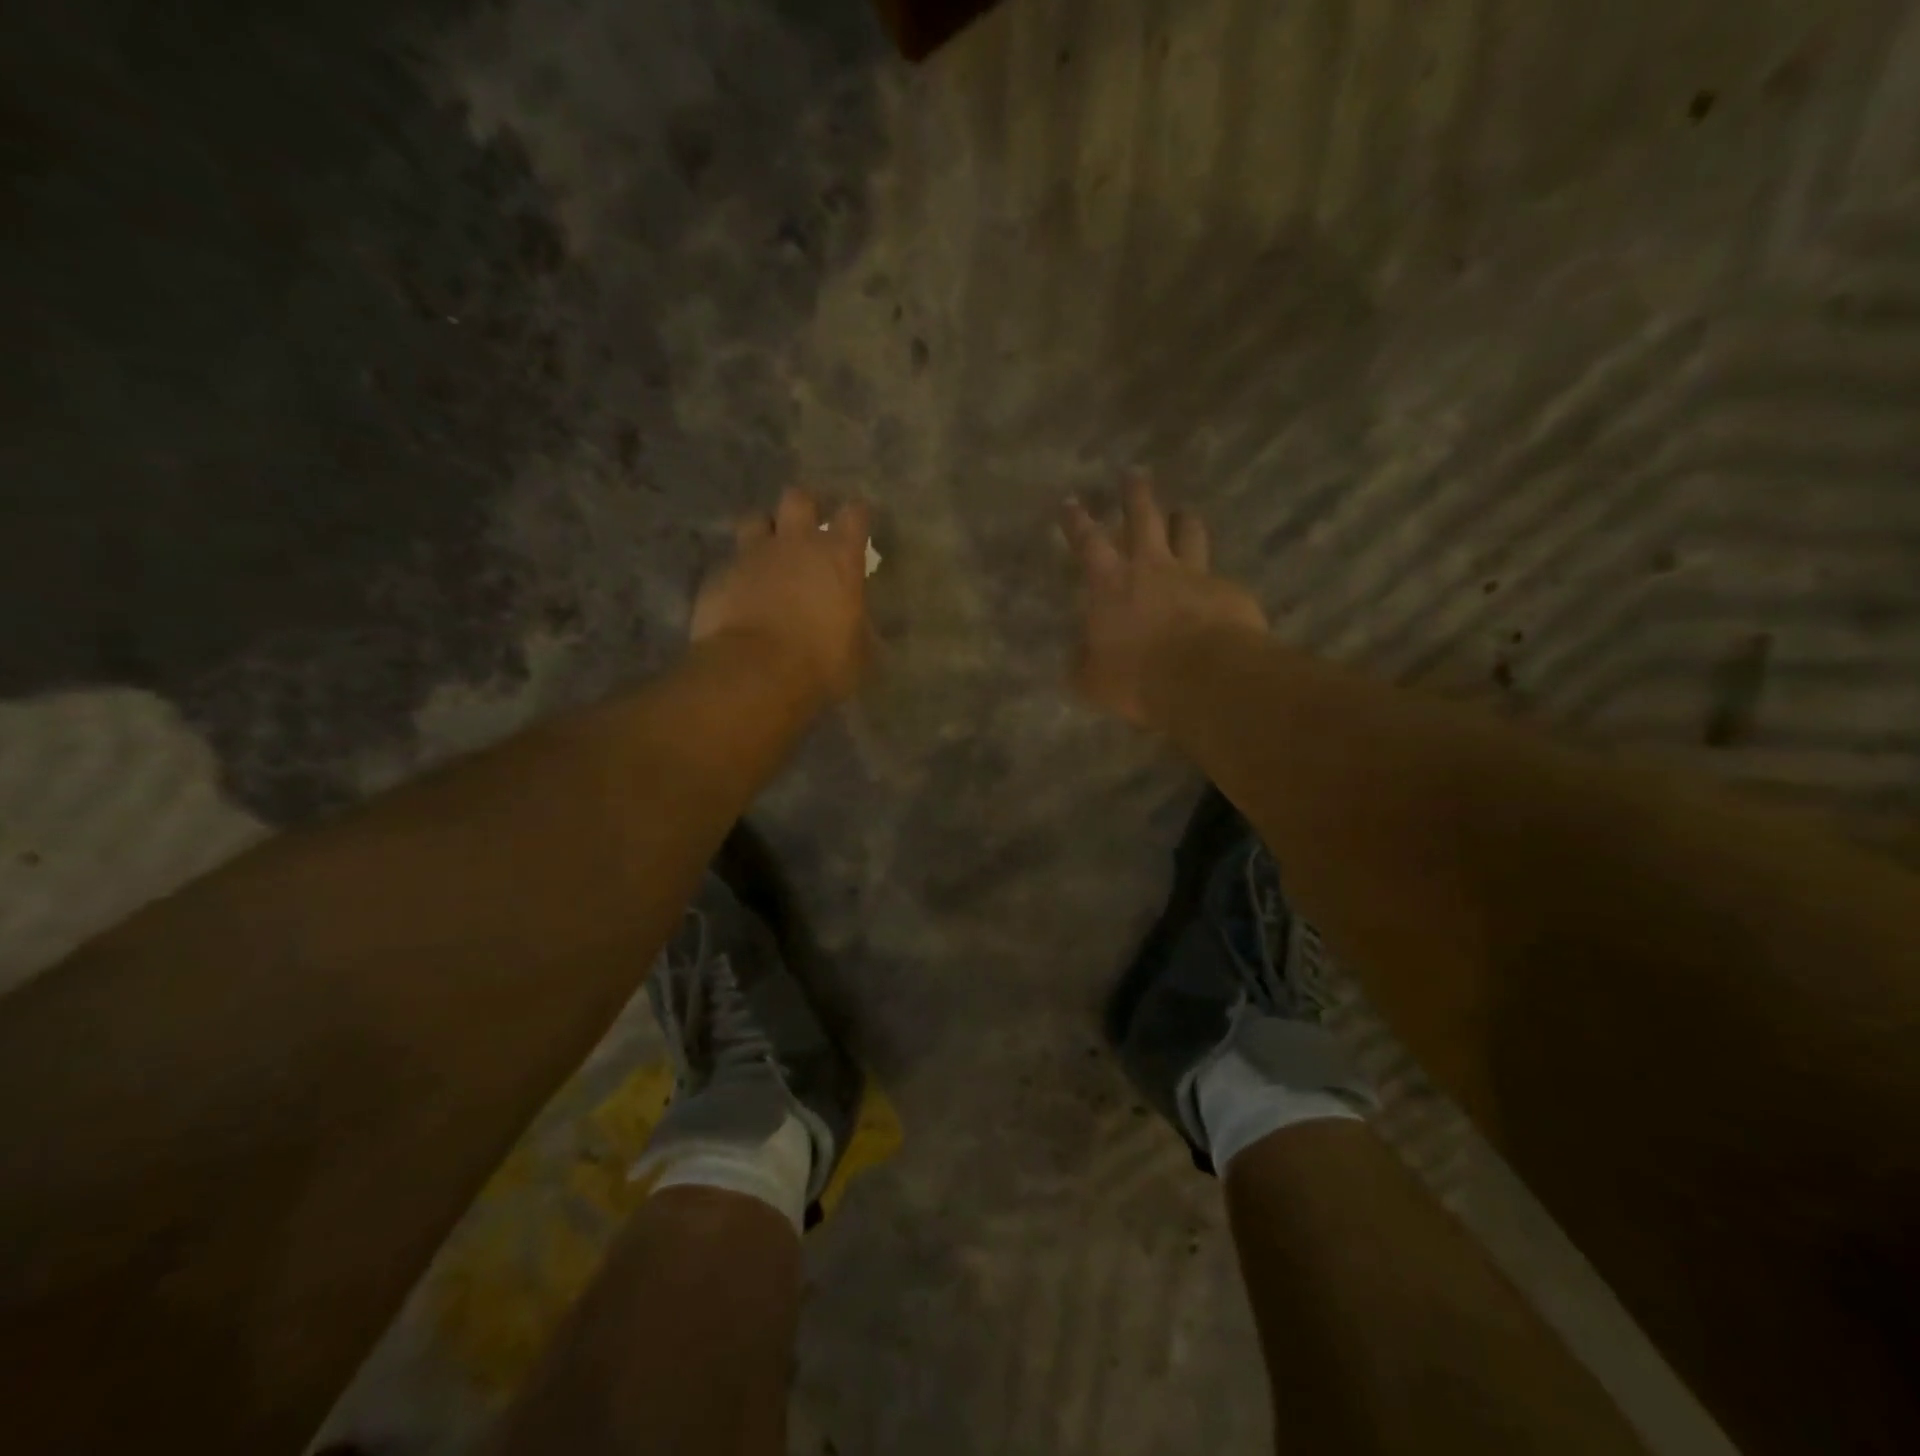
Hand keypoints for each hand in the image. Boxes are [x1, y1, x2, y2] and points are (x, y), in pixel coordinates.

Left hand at [692, 488, 872, 701]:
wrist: (754, 673)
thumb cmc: (820, 663)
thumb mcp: (858, 652)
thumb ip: (858, 627)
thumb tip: (859, 626)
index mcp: (838, 557)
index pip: (854, 513)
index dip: (856, 516)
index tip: (857, 526)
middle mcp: (795, 543)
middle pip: (797, 499)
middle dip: (803, 509)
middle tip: (806, 531)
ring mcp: (752, 555)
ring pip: (754, 520)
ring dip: (763, 532)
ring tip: (767, 555)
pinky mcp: (718, 576)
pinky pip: (729, 563)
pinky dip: (737, 574)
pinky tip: (739, 596)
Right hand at [1063, 472, 1267, 726]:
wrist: (1206, 679)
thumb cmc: (1138, 678)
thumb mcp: (1094, 680)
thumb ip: (1085, 664)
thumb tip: (1079, 657)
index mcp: (1111, 584)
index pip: (1088, 543)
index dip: (1077, 521)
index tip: (1071, 500)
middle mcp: (1152, 568)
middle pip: (1144, 518)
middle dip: (1136, 494)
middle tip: (1135, 473)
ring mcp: (1195, 575)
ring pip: (1189, 534)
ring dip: (1184, 521)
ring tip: (1184, 513)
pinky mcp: (1229, 592)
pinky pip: (1219, 578)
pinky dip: (1214, 581)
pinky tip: (1218, 591)